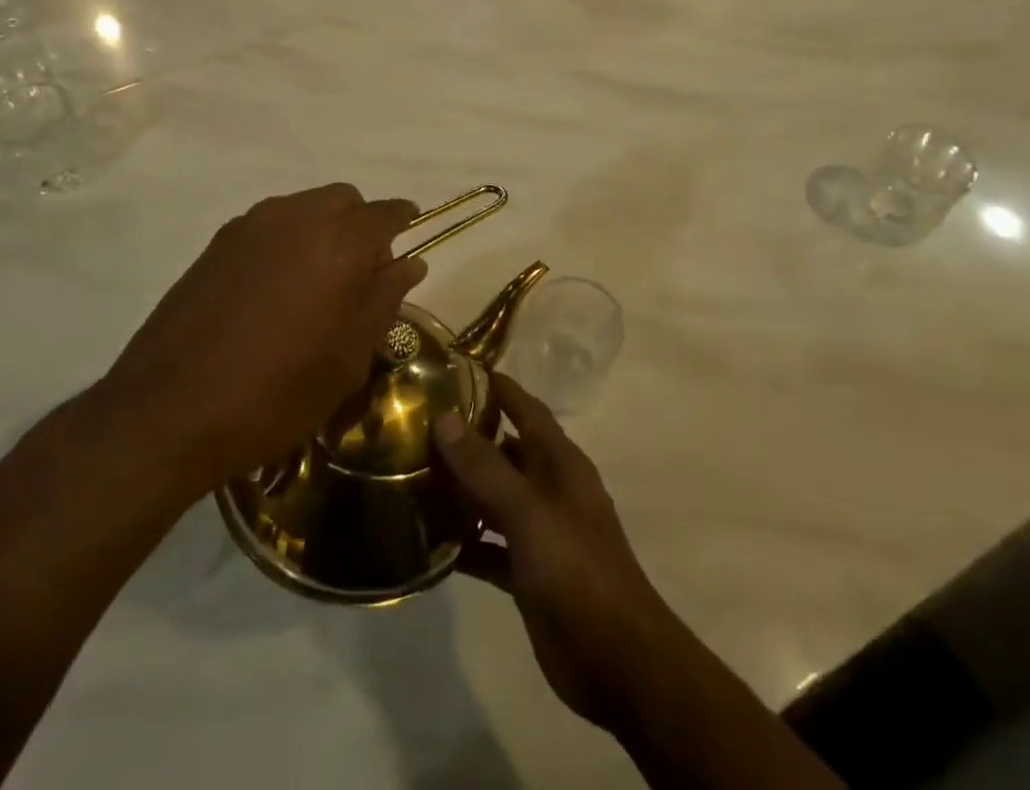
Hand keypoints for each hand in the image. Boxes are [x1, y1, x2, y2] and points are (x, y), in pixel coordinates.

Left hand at [101, 184, 425, 499]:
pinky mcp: (218, 242)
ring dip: (322, 228)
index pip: (385, 213)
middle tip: (359, 274)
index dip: (402, 222)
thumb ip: (384, 300)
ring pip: (304, 206)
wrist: (169, 410)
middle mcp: (297, 218)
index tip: (409, 239)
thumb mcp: (347, 358)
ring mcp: (251, 225)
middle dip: (360, 224)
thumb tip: (409, 263)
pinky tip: (274, 287)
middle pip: (343, 199)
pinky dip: (287, 239)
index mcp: (339, 243)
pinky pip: (270, 223)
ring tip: (315, 282)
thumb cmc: (276, 393)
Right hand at [433, 376, 683, 730]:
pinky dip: (465, 541)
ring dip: (460, 490)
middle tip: (415, 427)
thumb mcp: (528, 512)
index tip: (450, 369)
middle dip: (466, 438)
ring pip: (493, 497)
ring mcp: (540, 531)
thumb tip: (444, 417)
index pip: (524, 407)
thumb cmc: (577, 569)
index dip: (494, 386)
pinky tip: (428, 542)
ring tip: (411, 478)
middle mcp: (550, 488)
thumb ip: (485, 467)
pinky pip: (490, 545)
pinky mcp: (528, 572)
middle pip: (504, 450)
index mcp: (559, 462)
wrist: (618, 661)